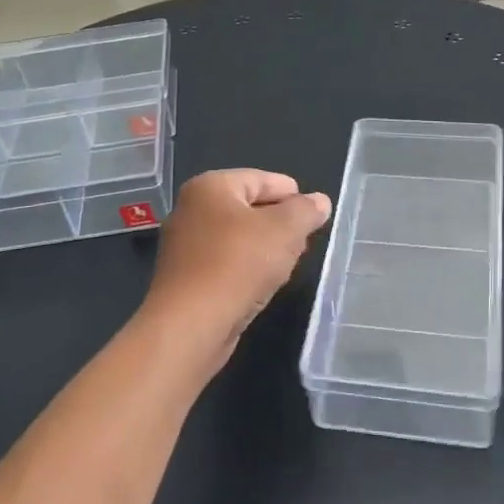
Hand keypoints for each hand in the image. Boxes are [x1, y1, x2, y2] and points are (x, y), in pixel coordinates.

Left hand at [143, 170, 331, 362]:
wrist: (191, 324)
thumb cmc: (238, 264)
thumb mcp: (285, 230)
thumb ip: (306, 211)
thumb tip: (319, 201)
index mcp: (210, 186)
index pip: (260, 179)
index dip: (291, 193)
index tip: (314, 210)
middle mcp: (191, 209)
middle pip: (247, 207)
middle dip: (279, 221)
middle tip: (305, 238)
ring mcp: (184, 245)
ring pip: (236, 237)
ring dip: (264, 247)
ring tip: (289, 262)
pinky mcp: (185, 278)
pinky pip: (224, 262)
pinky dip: (246, 267)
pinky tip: (263, 283)